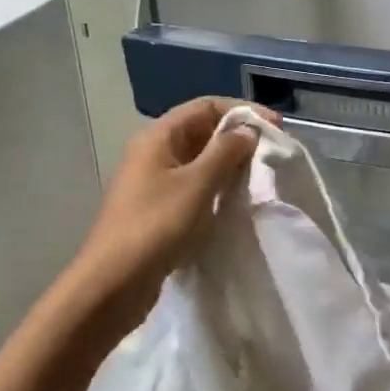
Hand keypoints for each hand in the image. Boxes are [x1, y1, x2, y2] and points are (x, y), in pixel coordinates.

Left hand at [70, 97, 265, 329]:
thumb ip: (225, 152)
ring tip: (260, 175)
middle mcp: (154, 153)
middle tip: (272, 152)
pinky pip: (194, 186)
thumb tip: (246, 131)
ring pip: (200, 161)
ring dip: (230, 164)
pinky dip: (217, 187)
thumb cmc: (156, 226)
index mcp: (158, 137)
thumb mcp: (197, 184)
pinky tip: (236, 201)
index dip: (243, 111)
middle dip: (238, 137)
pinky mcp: (159, 209)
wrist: (113, 283)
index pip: (206, 107)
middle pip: (202, 131)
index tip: (275, 128)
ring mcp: (154, 183)